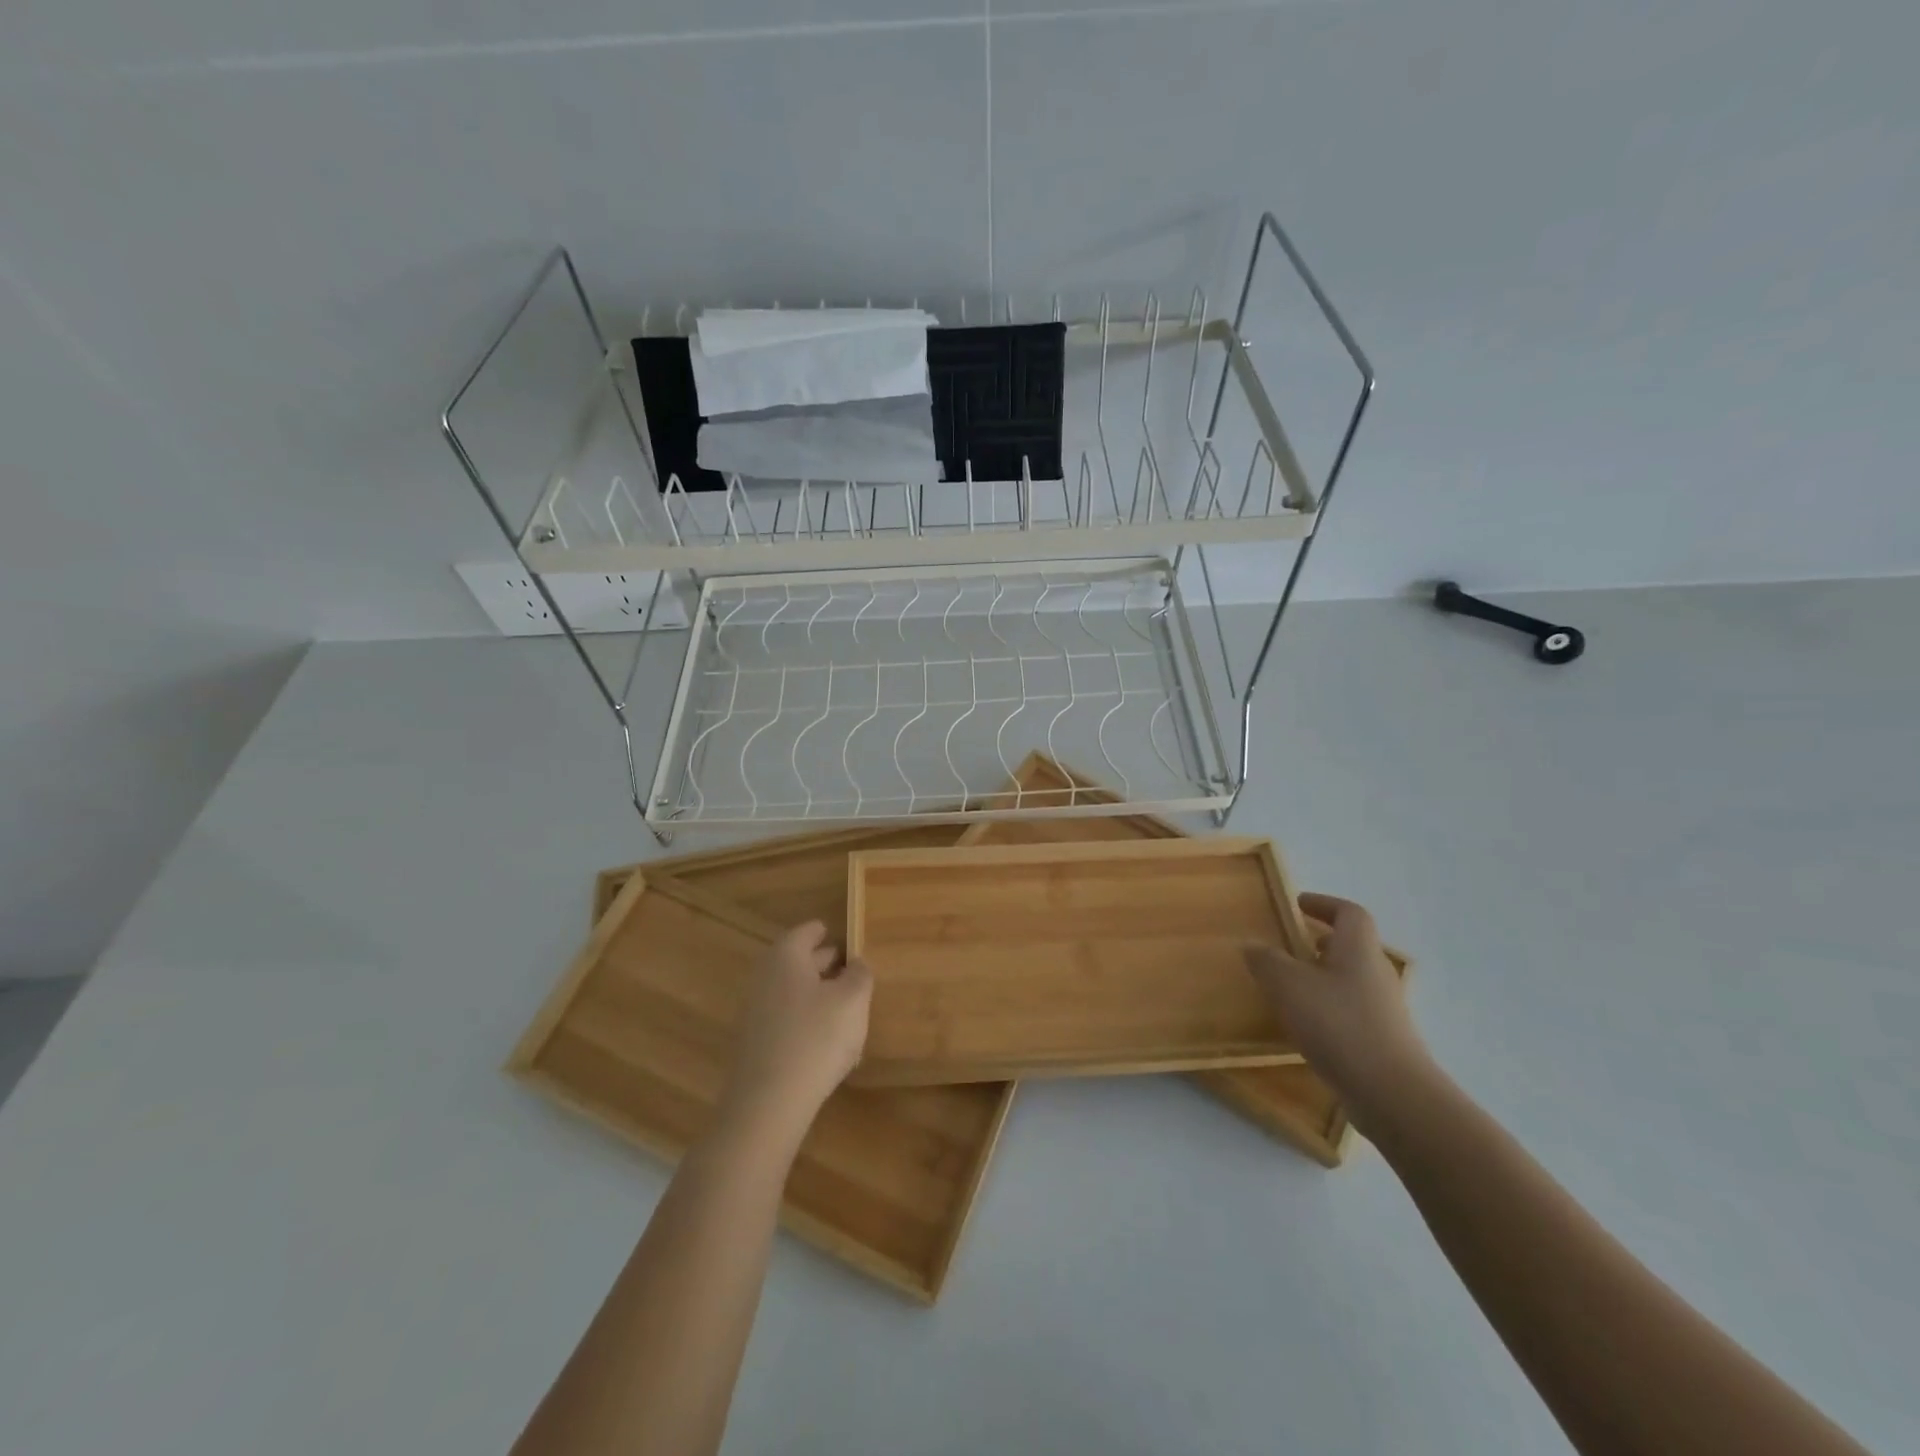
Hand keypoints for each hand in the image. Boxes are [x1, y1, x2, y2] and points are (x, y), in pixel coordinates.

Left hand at [718, 921, 871, 1145]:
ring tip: (849, 1007)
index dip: (832, 933)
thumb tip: (856, 963)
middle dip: (826, 963)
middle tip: (855, 971)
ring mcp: (756, 1011)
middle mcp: (765, 976)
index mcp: (786, 956)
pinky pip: (786, 1019)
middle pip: (799, 960)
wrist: (768, 1103)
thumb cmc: (816, 1038)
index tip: (853, 942)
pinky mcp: (756, 1043)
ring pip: (793, 991)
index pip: (809, 931)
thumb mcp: (853, 1000)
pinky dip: (807, 1020)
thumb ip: (860, 974)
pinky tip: (828, 1041)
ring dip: (818, 994)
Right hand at [1244, 893, 1434, 1127]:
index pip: (1349, 912)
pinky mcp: (1382, 1040)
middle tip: (1285, 946)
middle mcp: (1376, 973)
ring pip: (1348, 979)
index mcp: (1358, 949)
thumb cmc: (1338, 1025)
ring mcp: (1383, 1009)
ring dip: (1320, 977)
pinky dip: (1326, 1008)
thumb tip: (1252, 945)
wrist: (1391, 1094)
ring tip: (1286, 987)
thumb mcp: (1288, 985)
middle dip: (1317, 942)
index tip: (1297, 905)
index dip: (1324, 904)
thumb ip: (1266, 960)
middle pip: (1350, 946)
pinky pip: (1350, 1010)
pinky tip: (1303, 1026)